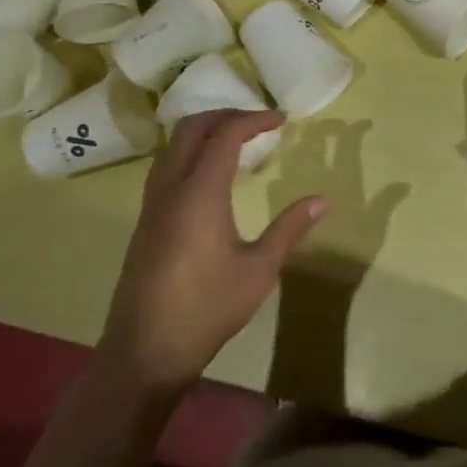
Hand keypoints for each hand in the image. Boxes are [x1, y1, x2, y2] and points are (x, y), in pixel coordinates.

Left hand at [99, 110, 327, 395]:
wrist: (144, 353)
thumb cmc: (207, 309)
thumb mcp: (259, 270)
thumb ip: (289, 229)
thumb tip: (323, 200)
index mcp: (200, 192)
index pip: (226, 133)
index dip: (255, 119)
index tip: (282, 121)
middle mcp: (171, 188)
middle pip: (192, 127)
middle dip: (226, 114)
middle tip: (259, 123)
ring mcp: (152, 204)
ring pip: (173, 145)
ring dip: (205, 132)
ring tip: (238, 144)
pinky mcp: (145, 221)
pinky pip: (166, 166)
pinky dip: (191, 153)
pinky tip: (212, 178)